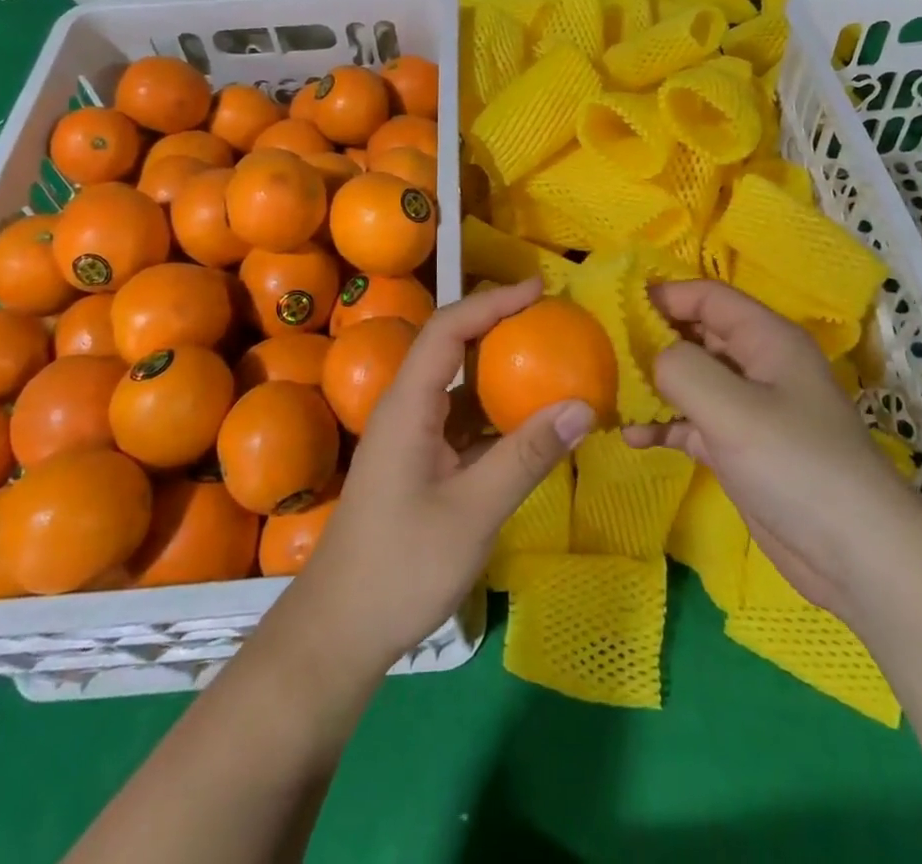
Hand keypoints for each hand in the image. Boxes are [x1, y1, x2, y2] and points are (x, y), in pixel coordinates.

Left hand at [284, 278, 594, 670]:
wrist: (339, 631)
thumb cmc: (400, 567)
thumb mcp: (472, 513)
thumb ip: (526, 457)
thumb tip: (582, 407)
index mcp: (408, 405)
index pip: (448, 329)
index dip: (491, 303)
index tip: (537, 290)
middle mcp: (405, 408)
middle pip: (450, 346)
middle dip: (497, 325)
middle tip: (550, 318)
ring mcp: (410, 437)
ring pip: (456, 384)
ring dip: (497, 367)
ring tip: (548, 359)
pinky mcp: (418, 463)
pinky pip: (460, 419)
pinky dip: (494, 411)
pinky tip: (528, 422)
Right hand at [623, 280, 919, 616]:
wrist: (857, 556)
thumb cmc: (796, 464)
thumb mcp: (732, 408)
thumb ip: (681, 368)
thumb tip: (649, 356)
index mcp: (766, 338)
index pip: (707, 297)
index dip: (662, 296)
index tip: (613, 308)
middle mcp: (757, 364)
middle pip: (695, 335)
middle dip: (650, 341)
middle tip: (600, 353)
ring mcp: (748, 408)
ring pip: (690, 380)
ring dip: (651, 386)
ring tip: (608, 396)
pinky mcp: (740, 448)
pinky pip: (692, 422)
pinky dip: (664, 425)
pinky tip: (632, 436)